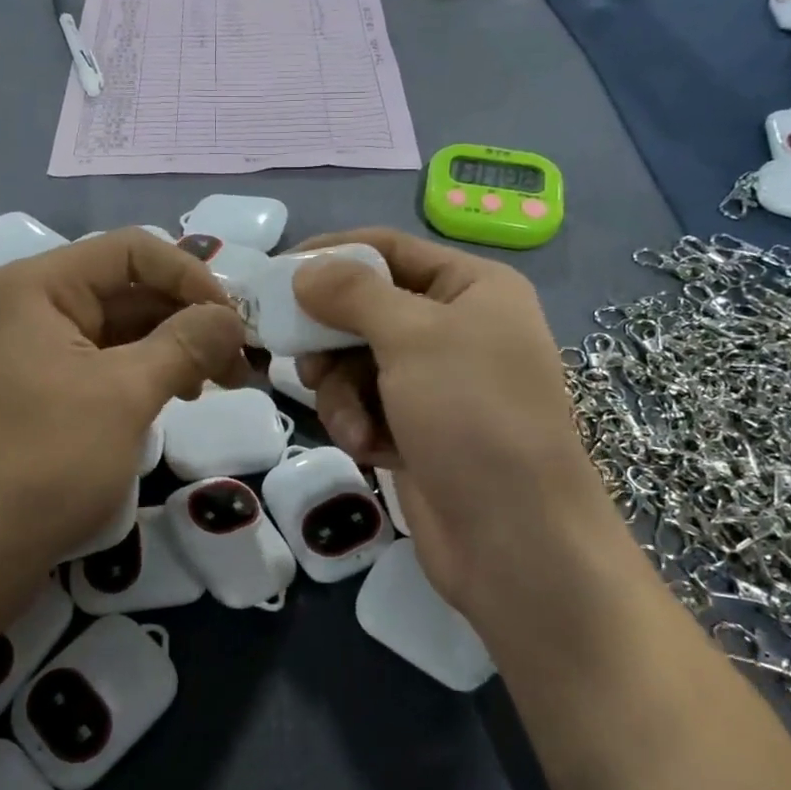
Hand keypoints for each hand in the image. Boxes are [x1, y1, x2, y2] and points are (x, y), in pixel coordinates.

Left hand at [0, 229, 246, 618]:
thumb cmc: (43, 464)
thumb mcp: (124, 395)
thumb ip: (185, 343)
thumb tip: (232, 317)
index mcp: (36, 286)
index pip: (131, 249)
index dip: (191, 276)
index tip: (235, 322)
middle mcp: (27, 306)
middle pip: (126, 288)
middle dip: (188, 317)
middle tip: (240, 360)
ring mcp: (28, 351)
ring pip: (118, 328)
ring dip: (173, 347)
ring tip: (220, 382)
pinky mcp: (35, 391)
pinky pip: (101, 363)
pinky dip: (145, 373)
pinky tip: (180, 395)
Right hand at [292, 229, 617, 637]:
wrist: (516, 540)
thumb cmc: (472, 416)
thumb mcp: (413, 337)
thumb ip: (352, 294)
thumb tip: (305, 270)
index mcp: (472, 288)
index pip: (387, 249)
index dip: (331, 255)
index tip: (274, 274)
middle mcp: (457, 328)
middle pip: (366, 309)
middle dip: (332, 340)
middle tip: (303, 361)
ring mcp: (439, 383)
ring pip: (357, 364)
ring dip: (344, 394)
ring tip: (354, 425)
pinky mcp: (420, 429)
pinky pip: (367, 406)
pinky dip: (362, 425)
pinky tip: (373, 451)